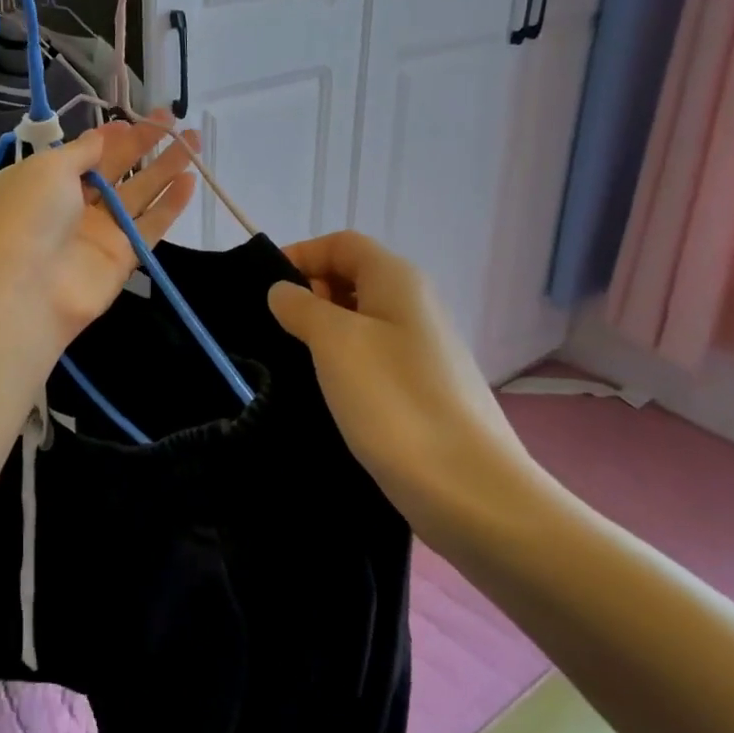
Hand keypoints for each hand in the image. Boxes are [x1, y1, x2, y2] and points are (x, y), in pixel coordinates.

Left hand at [0, 113, 197, 350]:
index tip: (136, 120)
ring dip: (165, 169)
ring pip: (138, 194)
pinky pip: (150, 226)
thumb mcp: (48, 167)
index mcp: (45, 180)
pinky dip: (170, 205)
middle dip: (144, 145)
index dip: (110, 137)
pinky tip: (190, 181)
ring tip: (194, 141)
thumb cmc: (29, 214)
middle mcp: (71, 205)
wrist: (26, 287)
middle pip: (115, 170)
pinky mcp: (121, 258)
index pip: (84, 154)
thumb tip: (101, 137)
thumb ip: (82, 151)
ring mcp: (98, 233)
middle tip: (174, 121)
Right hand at [267, 231, 544, 545]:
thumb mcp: (334, 342)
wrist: (468, 489)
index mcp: (397, 280)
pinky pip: (373, 356)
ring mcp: (422, 349)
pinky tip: (326, 390)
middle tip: (278, 328)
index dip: (301, 254)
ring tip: (293, 360)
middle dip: (310, 293)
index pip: (341, 243)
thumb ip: (302, 307)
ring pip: (361, 319)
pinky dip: (344, 361)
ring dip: (324, 330)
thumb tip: (283, 291)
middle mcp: (415, 304)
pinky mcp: (422, 388)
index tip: (264, 289)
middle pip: (352, 276)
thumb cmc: (394, 400)